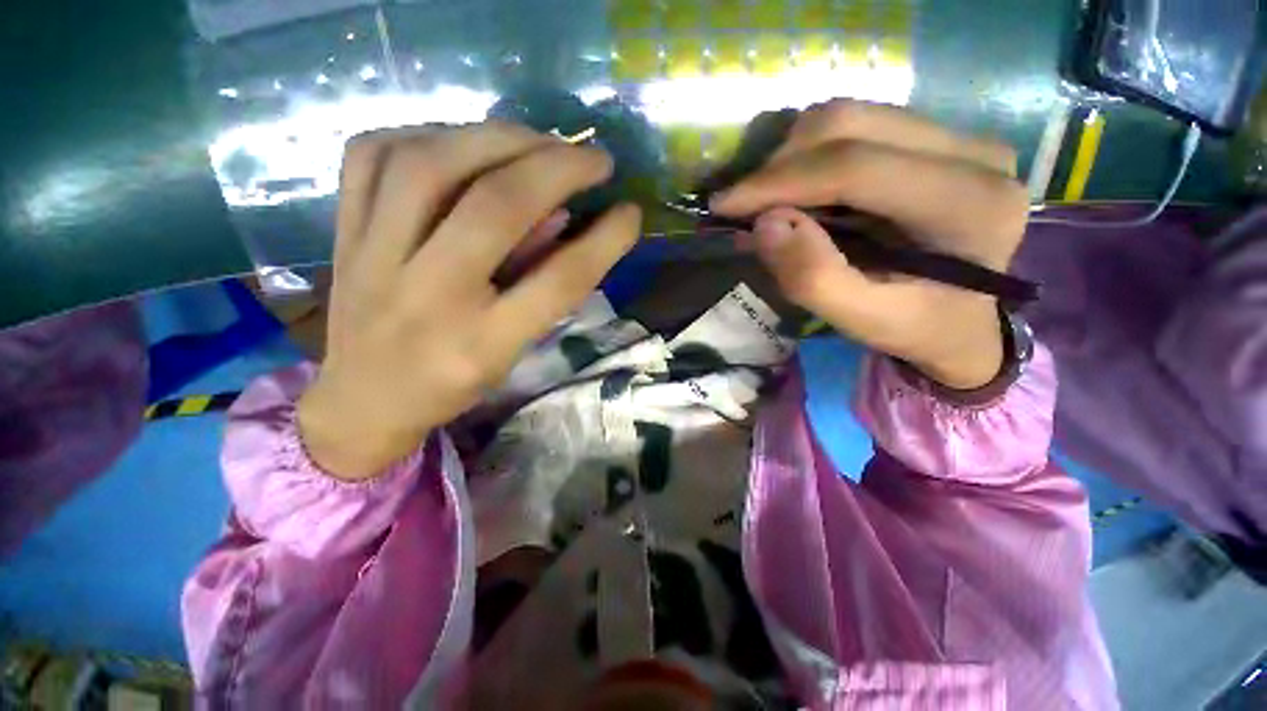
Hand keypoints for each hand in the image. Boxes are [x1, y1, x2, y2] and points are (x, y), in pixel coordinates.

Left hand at [298, 123, 640, 479]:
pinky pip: (372, 155)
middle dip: (557, 167)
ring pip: (431, 164)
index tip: (631, 213)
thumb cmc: (451, 385)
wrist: (363, 400)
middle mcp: (428, 297)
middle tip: (593, 158)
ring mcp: (373, 258)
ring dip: (497, 138)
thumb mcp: (511, 353)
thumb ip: (540, 289)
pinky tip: (460, 143)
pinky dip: (425, 134)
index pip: (558, 280)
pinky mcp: (343, 234)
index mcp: (480, 343)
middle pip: (496, 206)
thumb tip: (567, 218)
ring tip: (536, 141)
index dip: (604, 241)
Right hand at [711, 101, 1027, 389]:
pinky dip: (810, 154)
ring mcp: (958, 136)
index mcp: (968, 205)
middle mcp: (974, 152)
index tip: (723, 205)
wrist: (963, 319)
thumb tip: (764, 225)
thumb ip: (814, 279)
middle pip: (850, 123)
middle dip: (779, 164)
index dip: (778, 181)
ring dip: (792, 157)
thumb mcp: (863, 320)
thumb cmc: (916, 327)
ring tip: (768, 201)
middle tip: (744, 206)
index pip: (855, 167)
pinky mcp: (938, 137)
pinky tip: (797, 189)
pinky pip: (858, 125)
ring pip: (850, 116)